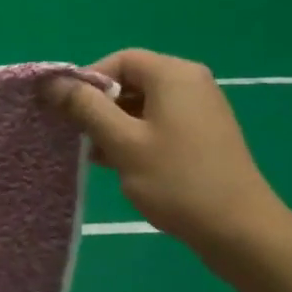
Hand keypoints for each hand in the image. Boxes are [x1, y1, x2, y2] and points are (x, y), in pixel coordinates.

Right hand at [46, 48, 291, 257]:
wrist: (240, 230)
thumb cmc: (177, 181)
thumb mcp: (122, 142)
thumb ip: (85, 107)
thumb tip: (51, 81)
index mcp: (174, 75)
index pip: (119, 60)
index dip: (87, 81)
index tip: (67, 111)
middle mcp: (190, 83)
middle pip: (131, 80)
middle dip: (99, 105)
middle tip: (77, 135)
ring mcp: (200, 110)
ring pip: (142, 105)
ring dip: (114, 124)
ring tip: (95, 154)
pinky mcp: (203, 135)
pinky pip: (159, 123)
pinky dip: (135, 136)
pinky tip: (119, 164)